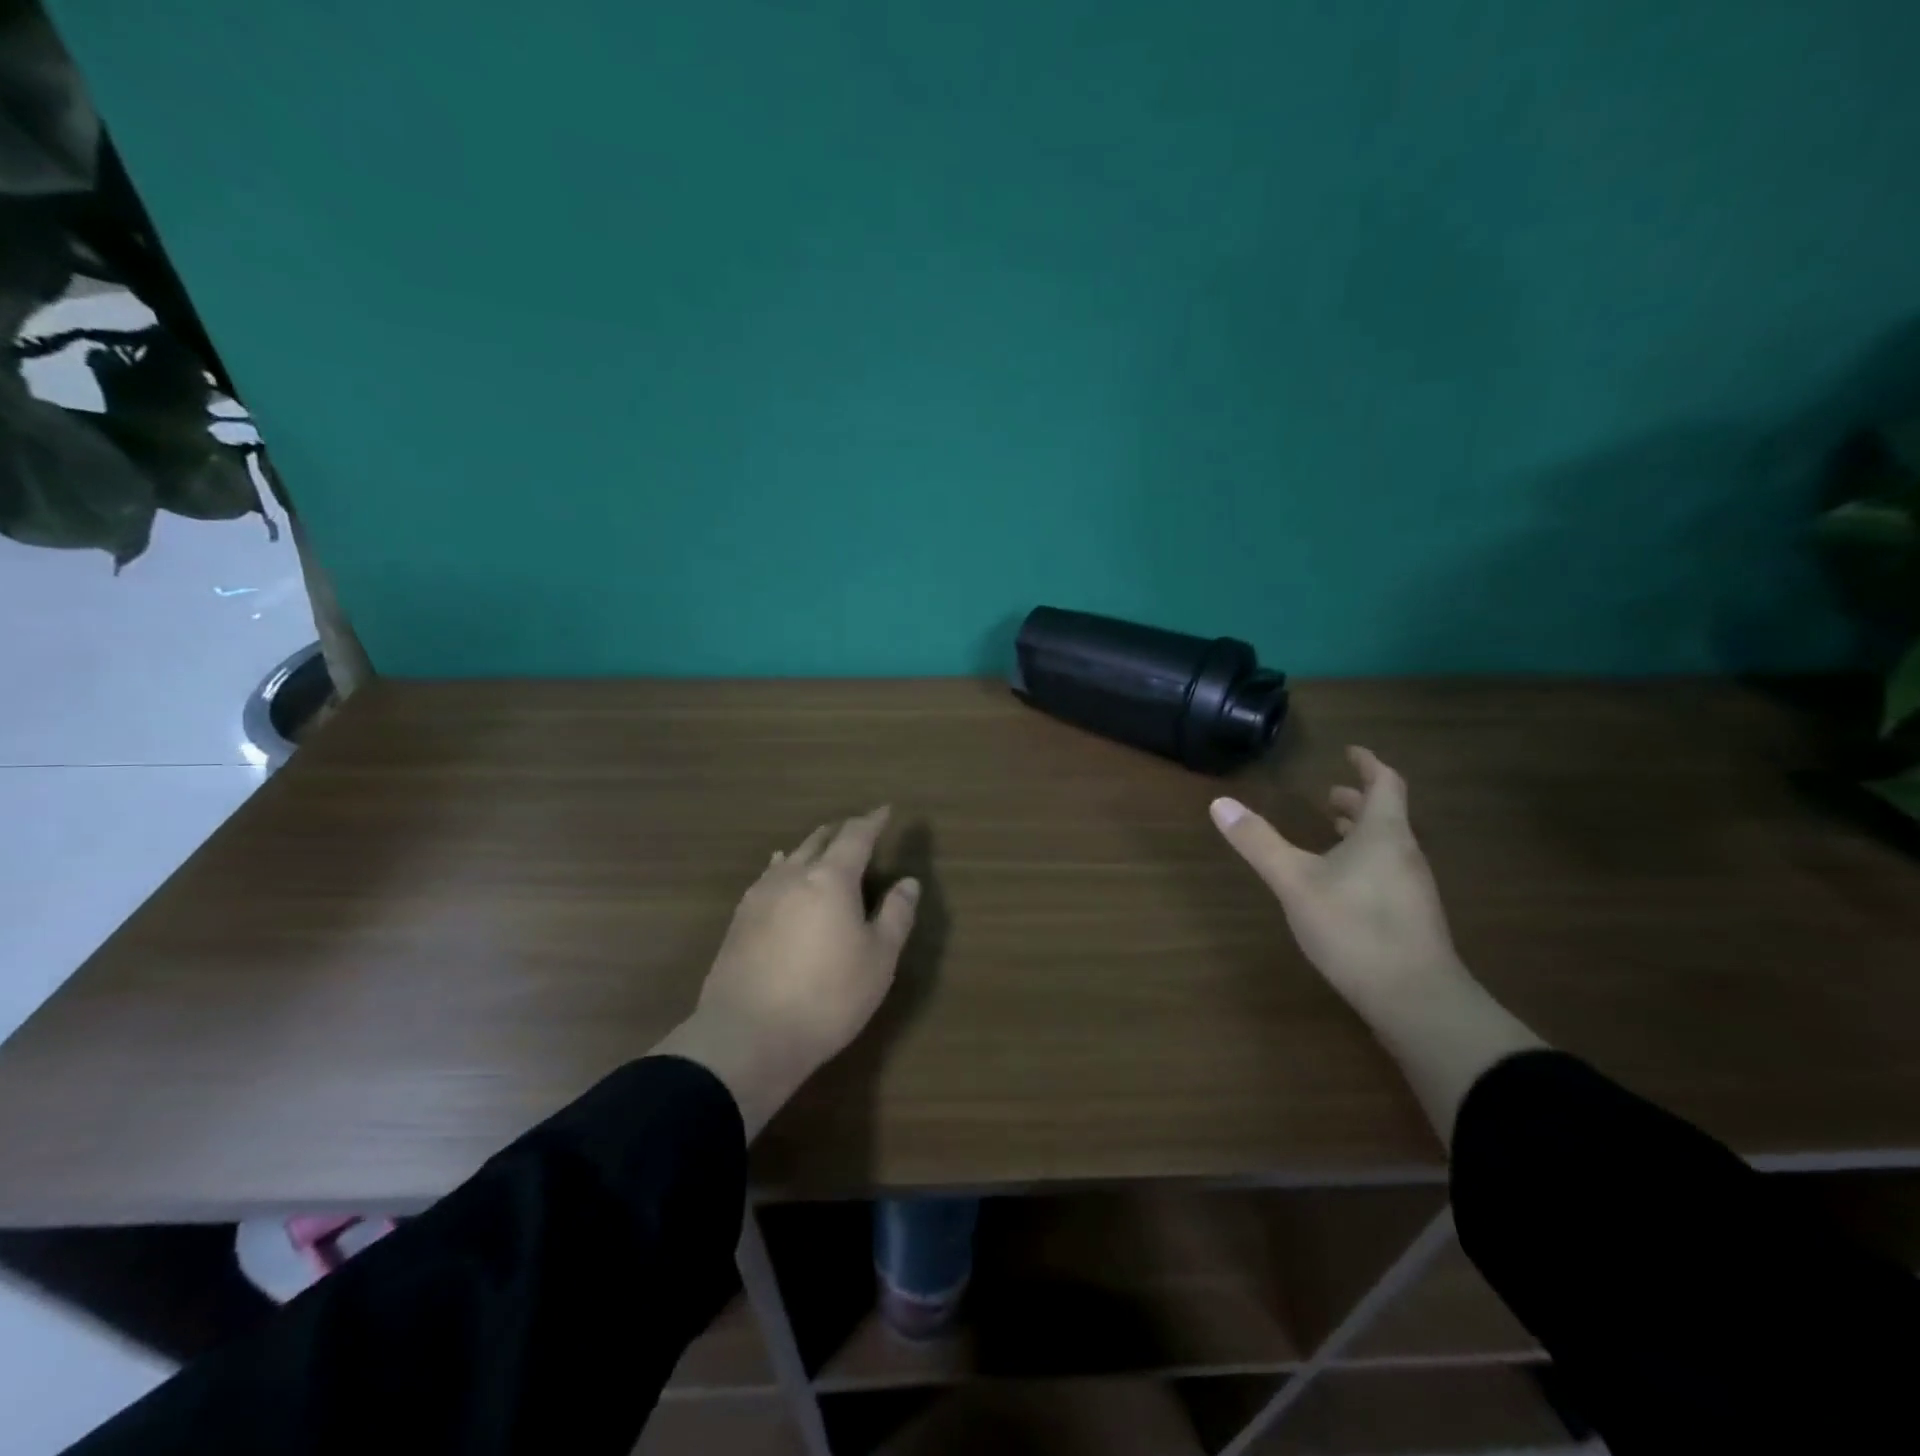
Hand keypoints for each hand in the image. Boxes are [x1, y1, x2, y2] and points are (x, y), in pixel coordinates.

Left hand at [655, 807, 919, 1136]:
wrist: (748, 1036)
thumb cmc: (828, 997)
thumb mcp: (879, 960)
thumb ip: (896, 915)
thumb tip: (908, 882)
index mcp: (831, 879)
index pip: (855, 837)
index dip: (872, 821)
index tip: (885, 810)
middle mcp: (793, 876)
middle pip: (819, 841)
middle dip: (840, 831)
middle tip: (856, 828)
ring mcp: (760, 896)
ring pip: (789, 856)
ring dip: (810, 846)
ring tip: (821, 843)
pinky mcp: (739, 920)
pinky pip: (767, 877)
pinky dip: (783, 867)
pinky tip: (779, 872)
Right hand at [1210, 747, 1461, 1012]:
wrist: (1416, 999)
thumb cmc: (1354, 927)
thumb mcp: (1295, 881)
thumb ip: (1258, 842)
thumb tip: (1219, 802)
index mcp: (1383, 834)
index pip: (1385, 784)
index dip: (1368, 764)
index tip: (1350, 751)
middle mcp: (1404, 854)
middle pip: (1386, 814)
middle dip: (1358, 799)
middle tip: (1329, 794)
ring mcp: (1412, 888)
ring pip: (1387, 845)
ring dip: (1359, 831)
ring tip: (1331, 831)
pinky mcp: (1410, 918)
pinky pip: (1387, 871)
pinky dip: (1364, 859)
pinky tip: (1341, 883)